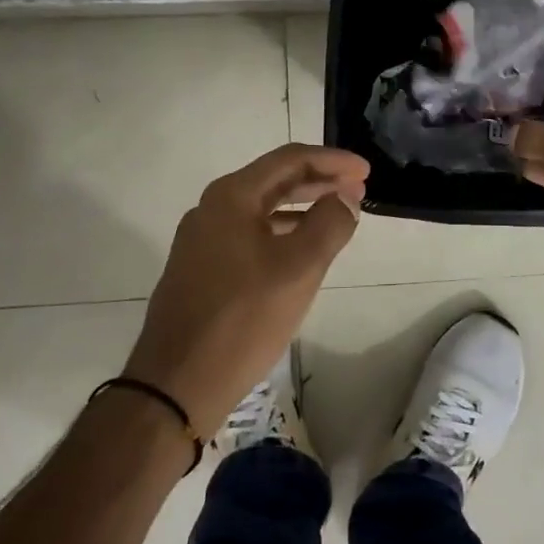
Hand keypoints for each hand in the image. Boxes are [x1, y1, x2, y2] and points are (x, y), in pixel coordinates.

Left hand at [123, 144, 368, 434]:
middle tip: (358, 190)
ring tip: (338, 217)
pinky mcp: (201, 268)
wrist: (177, 383)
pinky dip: (282, 232)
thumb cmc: (242, 318)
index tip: (367, 171)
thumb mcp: (298, 268)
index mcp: (232, 197)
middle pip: (275, 180)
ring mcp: (203, 240)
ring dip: (302, 207)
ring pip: (262, 209)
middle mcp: (212, 209)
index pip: (291, 159)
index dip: (333, 160)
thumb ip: (329, 224)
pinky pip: (250, 234)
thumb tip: (345, 198)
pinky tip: (301, 251)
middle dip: (320, 181)